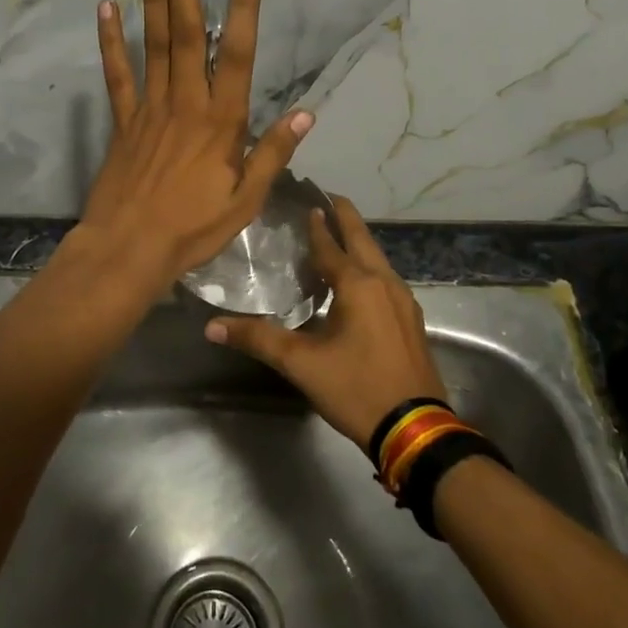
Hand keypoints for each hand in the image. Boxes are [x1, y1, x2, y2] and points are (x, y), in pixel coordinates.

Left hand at [76, 0, 313, 295]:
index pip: (238, 55)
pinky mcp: (123, 122)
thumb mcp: (246, 201)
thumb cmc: (193, 229)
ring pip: (153, 45)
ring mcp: (149, 109)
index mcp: (221, 122)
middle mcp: (185, 103)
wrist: (129, 250)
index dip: (244, 9)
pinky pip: (117, 76)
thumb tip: (307, 113)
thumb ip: (272, 154)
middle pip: (187, 35)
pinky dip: (111, 42)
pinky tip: (106, 9)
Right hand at [204, 196, 443, 445]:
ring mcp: (404, 301)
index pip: (330, 245)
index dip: (317, 225)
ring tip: (339, 234)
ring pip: (378, 258)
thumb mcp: (301, 364)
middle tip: (328, 199)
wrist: (415, 428)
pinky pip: (386, 279)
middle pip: (362, 239)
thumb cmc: (357, 388)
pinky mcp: (411, 320)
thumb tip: (212, 326)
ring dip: (359, 242)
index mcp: (358, 285)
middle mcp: (384, 283)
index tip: (308, 202)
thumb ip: (258, 339)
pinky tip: (360, 280)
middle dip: (346, 217)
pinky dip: (369, 266)